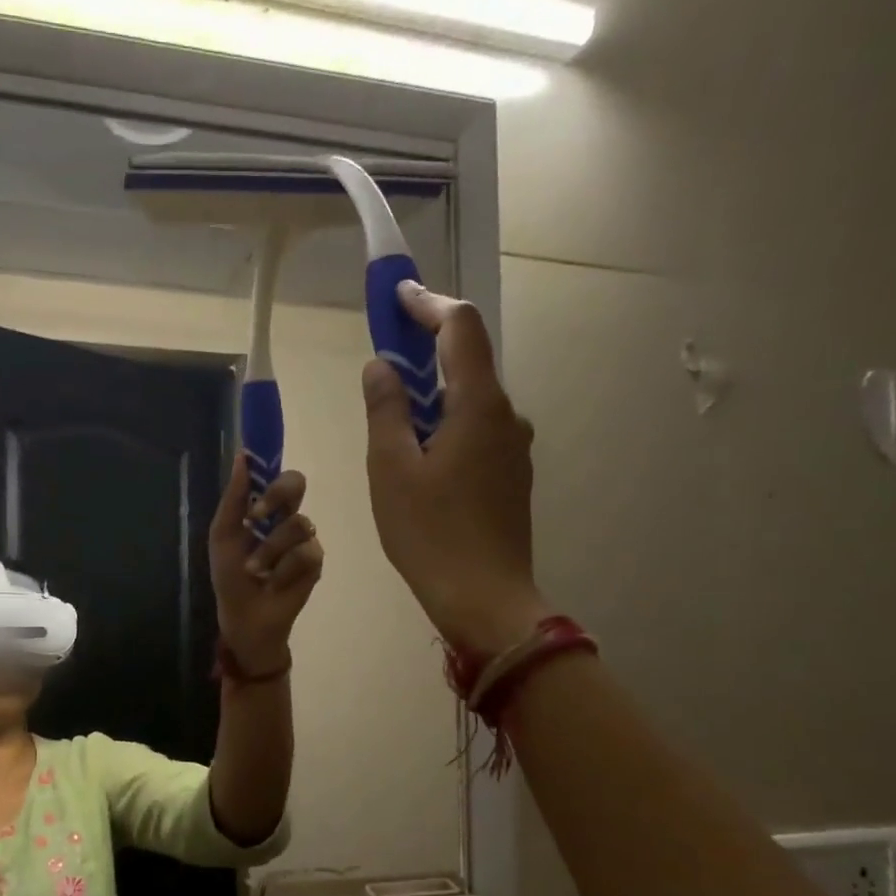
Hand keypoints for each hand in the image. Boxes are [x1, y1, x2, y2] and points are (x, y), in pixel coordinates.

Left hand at [209, 455, 324, 673]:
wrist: (244, 616)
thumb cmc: (230, 576)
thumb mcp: (223, 536)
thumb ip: (234, 499)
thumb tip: (241, 456)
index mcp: (264, 509)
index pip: (275, 475)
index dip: (270, 465)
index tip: (256, 463)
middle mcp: (287, 517)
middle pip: (296, 483)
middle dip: (277, 495)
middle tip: (256, 516)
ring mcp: (304, 539)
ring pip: (298, 524)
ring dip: (269, 550)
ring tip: (255, 570)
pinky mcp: (316, 562)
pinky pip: (305, 553)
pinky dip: (283, 570)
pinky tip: (274, 583)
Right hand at [363, 282, 550, 653]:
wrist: (484, 599)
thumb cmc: (429, 533)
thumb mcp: (391, 470)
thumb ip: (386, 410)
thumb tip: (381, 366)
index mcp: (478, 406)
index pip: (460, 329)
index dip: (428, 304)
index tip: (396, 295)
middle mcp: (507, 416)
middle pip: (469, 361)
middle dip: (427, 348)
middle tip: (384, 355)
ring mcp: (514, 448)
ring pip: (472, 400)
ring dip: (435, 392)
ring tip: (394, 414)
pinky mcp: (512, 476)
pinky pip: (477, 431)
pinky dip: (447, 423)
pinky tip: (420, 455)